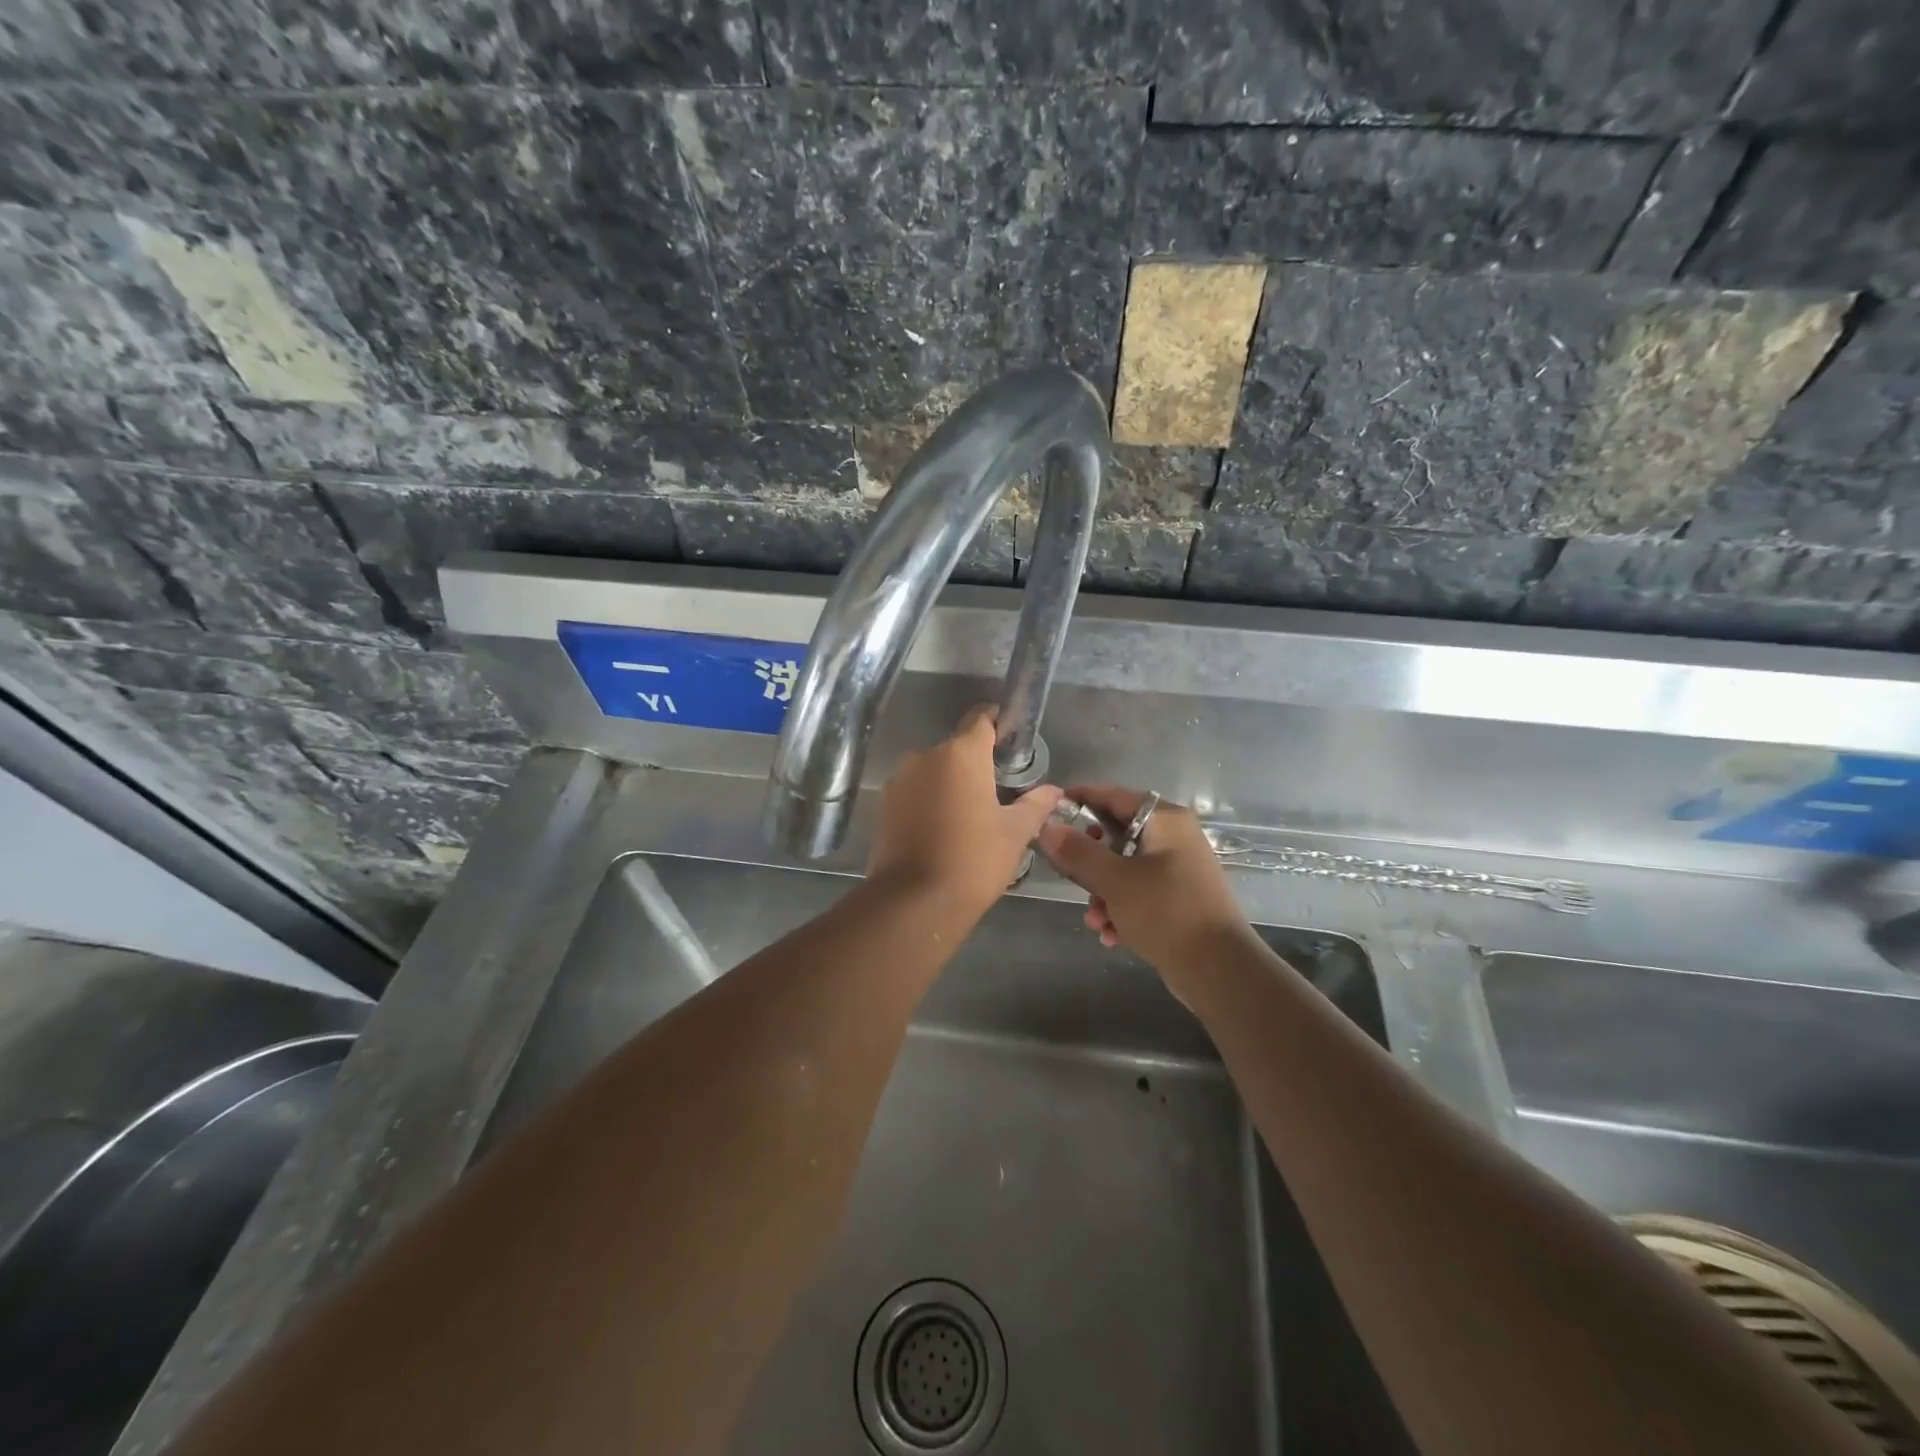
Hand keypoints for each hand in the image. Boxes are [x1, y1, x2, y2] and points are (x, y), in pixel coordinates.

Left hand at [868, 707, 1061, 921]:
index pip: (981, 718)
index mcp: (962, 753)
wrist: (913, 901)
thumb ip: (1035, 805)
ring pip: (934, 771)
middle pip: (957, 748)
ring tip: (969, 816)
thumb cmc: (973, 860)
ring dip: (951, 783)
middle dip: (977, 763)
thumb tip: (1054, 790)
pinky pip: (915, 791)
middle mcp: (926, 755)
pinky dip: (930, 801)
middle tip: (998, 792)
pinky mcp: (885, 804)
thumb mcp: (1014, 833)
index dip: (998, 722)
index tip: (1011, 739)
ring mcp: (900, 779)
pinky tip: (943, 830)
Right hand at [1036, 785, 1255, 983]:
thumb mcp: (1115, 881)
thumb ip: (1078, 852)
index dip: (1080, 799)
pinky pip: (1138, 892)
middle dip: (1088, 862)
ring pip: (1123, 868)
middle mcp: (1174, 838)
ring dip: (1102, 893)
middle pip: (1116, 834)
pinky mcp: (1178, 898)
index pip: (1114, 796)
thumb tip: (1047, 827)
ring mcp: (1178, 869)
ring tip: (1095, 920)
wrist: (1219, 971)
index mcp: (1165, 821)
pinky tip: (1111, 935)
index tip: (1049, 809)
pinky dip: (1120, 908)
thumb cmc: (1166, 913)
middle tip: (1067, 875)